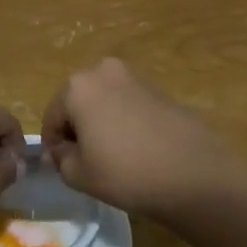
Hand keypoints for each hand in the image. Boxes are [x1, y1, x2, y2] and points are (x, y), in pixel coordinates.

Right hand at [42, 59, 246, 219]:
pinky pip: (128, 105)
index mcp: (77, 86)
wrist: (195, 175)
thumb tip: (60, 151)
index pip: (51, 117)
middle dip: (77, 129)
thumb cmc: (126, 173)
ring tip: (114, 156)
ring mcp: (135, 77)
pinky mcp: (159, 89)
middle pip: (77, 103)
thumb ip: (60, 159)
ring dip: (101, 123)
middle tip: (87, 161)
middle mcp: (103, 71)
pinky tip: (137, 149)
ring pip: (104, 102)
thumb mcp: (79, 175)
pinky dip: (125, 122)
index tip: (63, 167)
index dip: (54, 145)